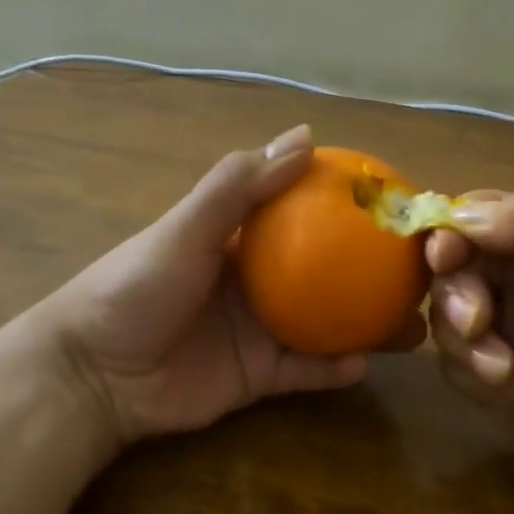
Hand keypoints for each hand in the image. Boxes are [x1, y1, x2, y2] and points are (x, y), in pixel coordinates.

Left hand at [34, 126, 425, 446]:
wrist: (94, 375)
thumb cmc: (135, 288)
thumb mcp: (185, 228)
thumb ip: (238, 186)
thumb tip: (305, 136)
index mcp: (243, 240)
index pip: (307, 215)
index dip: (350, 208)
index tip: (398, 205)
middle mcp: (260, 282)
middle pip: (330, 274)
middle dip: (373, 274)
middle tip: (419, 274)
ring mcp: (262, 331)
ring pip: (329, 325)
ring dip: (369, 325)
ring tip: (413, 326)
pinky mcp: (258, 377)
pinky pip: (306, 371)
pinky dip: (334, 369)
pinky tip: (364, 365)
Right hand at [426, 187, 513, 513]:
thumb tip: (462, 212)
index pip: (482, 220)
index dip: (453, 233)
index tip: (444, 255)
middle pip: (455, 269)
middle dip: (458, 295)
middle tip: (479, 321)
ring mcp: (510, 336)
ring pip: (448, 320)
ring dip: (466, 344)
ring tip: (506, 371)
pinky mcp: (497, 385)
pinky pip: (455, 367)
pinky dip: (473, 377)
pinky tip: (509, 393)